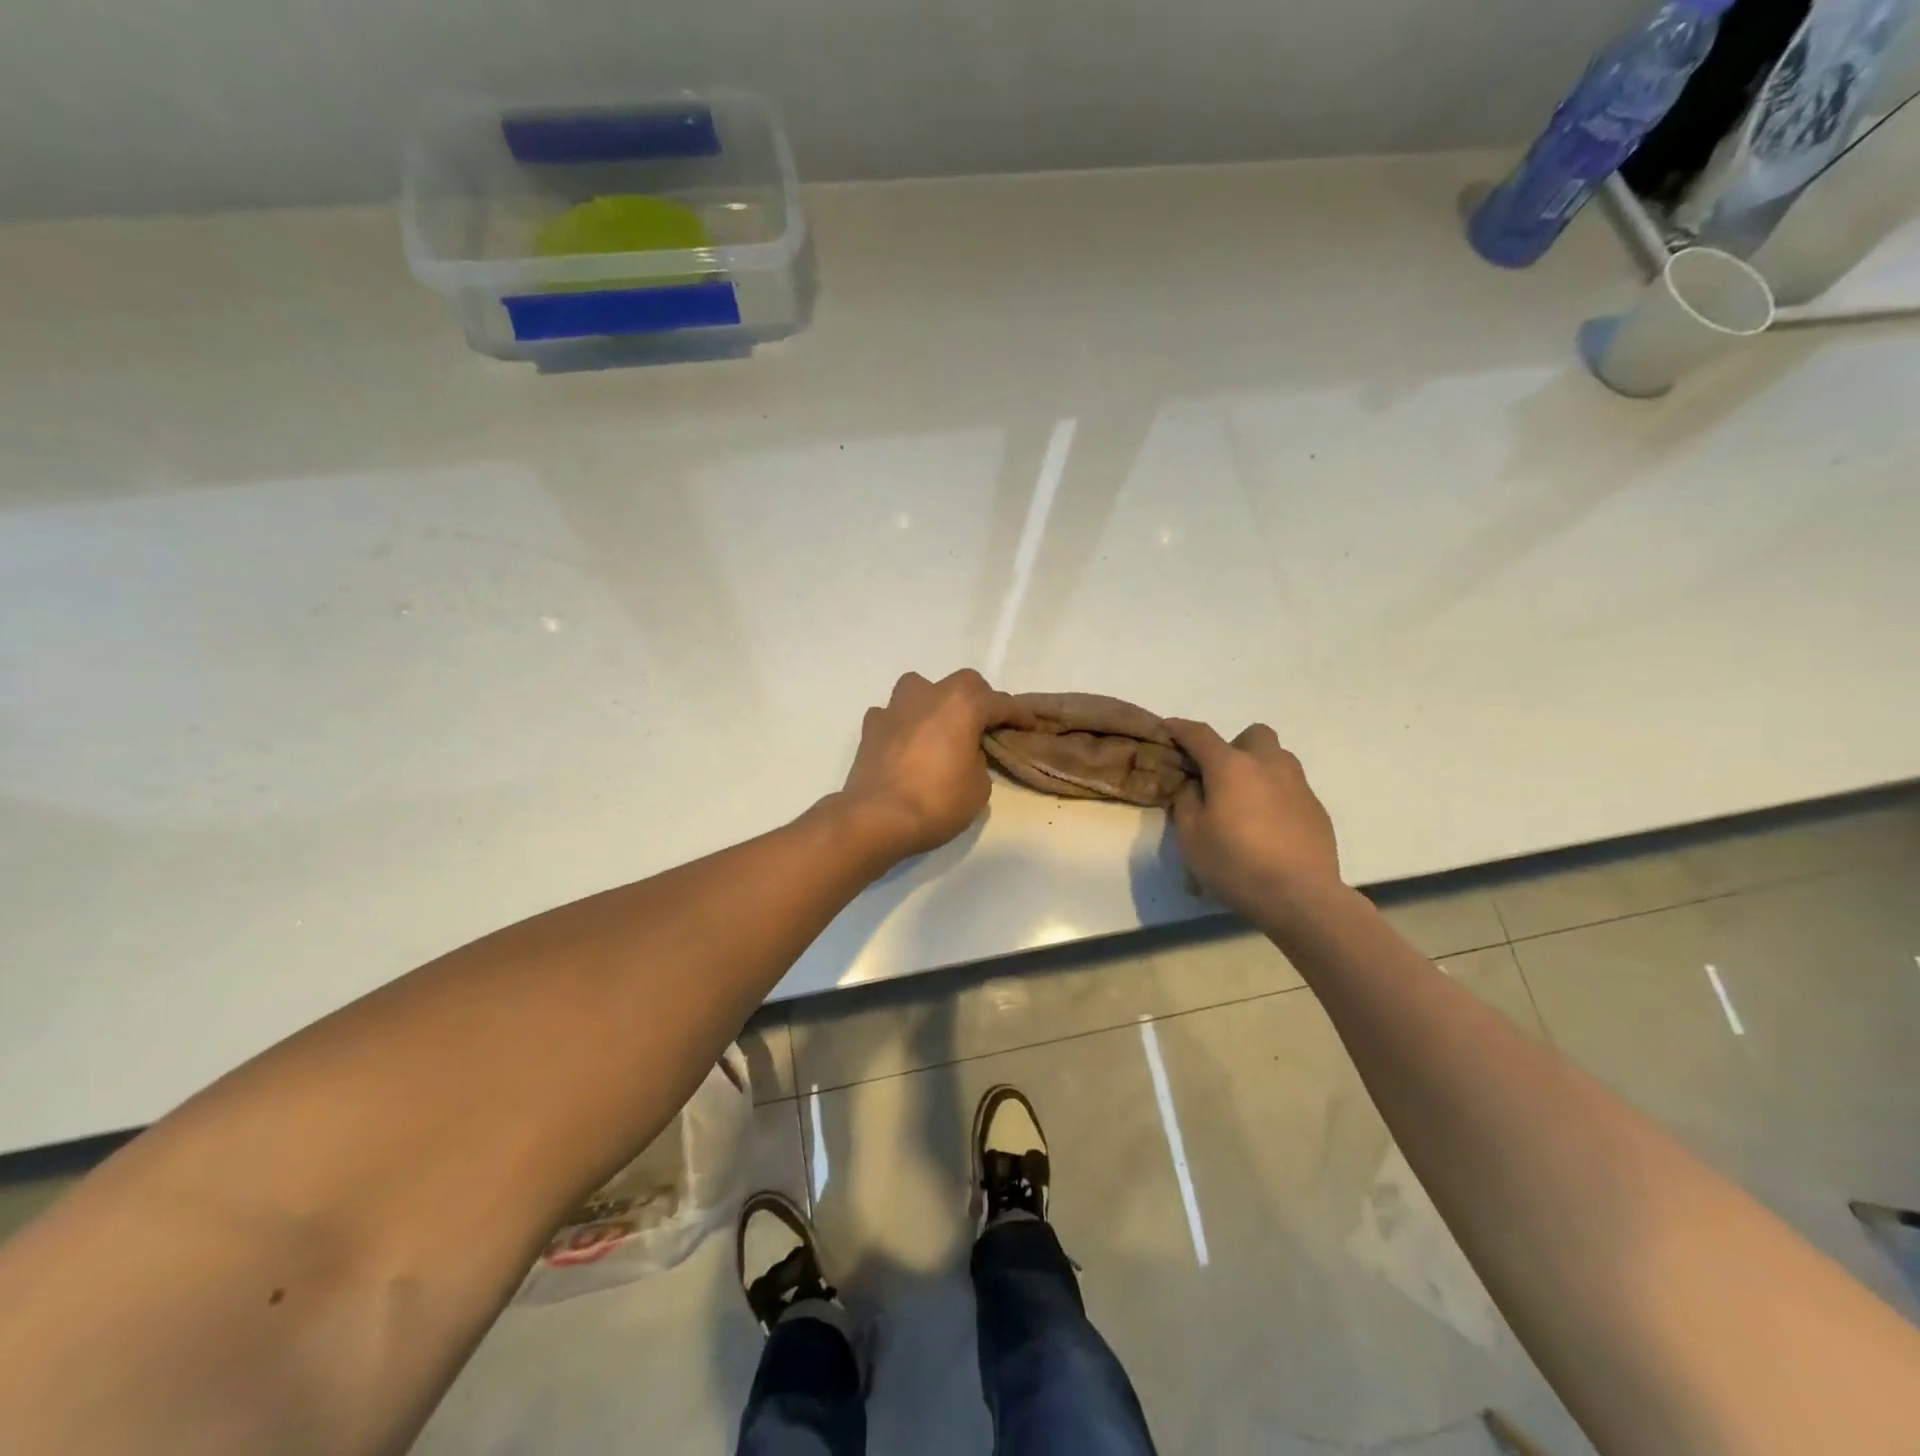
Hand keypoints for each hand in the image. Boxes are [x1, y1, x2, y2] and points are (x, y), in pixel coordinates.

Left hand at [836, 671, 1035, 863]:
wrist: (877, 818)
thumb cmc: (937, 802)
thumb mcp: (979, 788)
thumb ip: (978, 761)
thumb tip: (965, 753)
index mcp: (962, 705)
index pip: (1000, 702)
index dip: (1018, 715)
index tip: (1029, 725)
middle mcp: (929, 695)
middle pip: (962, 684)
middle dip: (978, 700)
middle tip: (986, 724)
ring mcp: (895, 708)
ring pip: (920, 688)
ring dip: (935, 701)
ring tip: (940, 726)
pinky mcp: (871, 727)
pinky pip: (893, 714)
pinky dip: (903, 723)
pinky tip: (907, 742)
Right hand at [1165, 720, 1340, 924]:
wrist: (1301, 896)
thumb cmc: (1236, 863)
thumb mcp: (1191, 836)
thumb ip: (1187, 802)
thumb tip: (1195, 786)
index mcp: (1231, 767)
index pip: (1200, 735)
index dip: (1180, 728)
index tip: (1167, 727)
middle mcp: (1268, 765)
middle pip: (1253, 735)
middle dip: (1234, 746)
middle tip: (1220, 776)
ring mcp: (1298, 785)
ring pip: (1278, 759)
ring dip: (1258, 769)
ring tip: (1246, 803)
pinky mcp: (1317, 809)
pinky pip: (1292, 789)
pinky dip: (1276, 797)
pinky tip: (1269, 829)